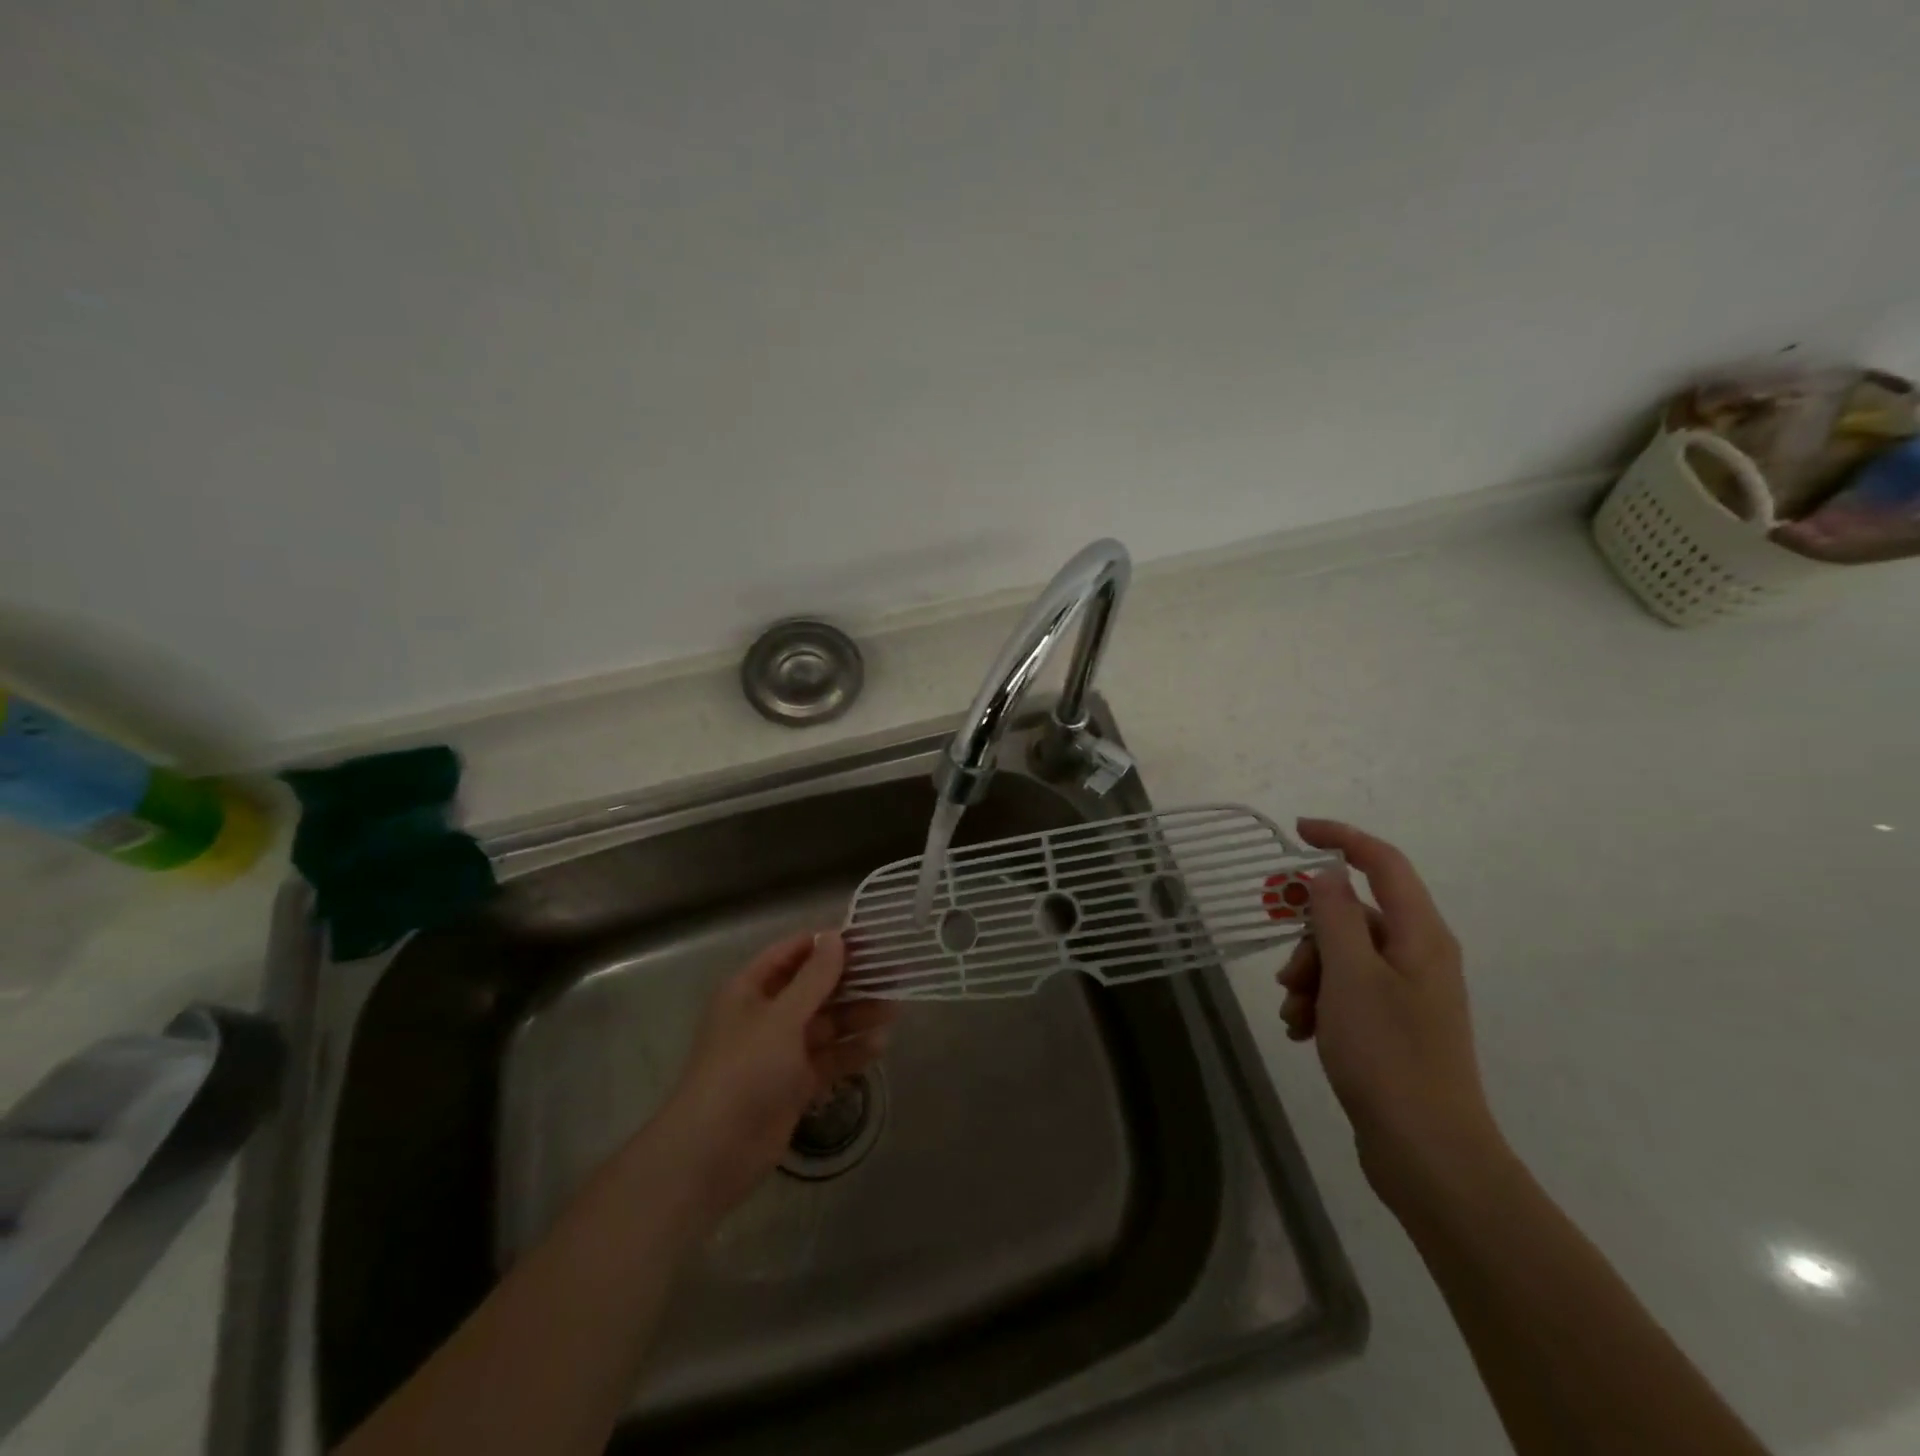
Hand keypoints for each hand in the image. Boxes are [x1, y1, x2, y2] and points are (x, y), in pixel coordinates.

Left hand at [654, 930, 895, 1222]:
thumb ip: (813, 978)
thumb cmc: (744, 1071)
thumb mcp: (781, 1018)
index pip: (791, 953)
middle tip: (892, 975)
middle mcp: (766, 1015)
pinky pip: (828, 1058)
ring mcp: (780, 1051)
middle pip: (813, 989)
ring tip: (894, 1010)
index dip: (826, 944)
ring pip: (825, 1024)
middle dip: (850, 982)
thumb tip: (834, 937)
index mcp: (750, 990)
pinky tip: (880, 1046)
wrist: (713, 1153)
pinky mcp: (794, 1084)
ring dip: (856, 1016)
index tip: (867, 939)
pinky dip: (851, 1052)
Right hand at [1277, 819, 1508, 1210]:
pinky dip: (1321, 1002)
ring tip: (1295, 1015)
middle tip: (1289, 976)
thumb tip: (1329, 874)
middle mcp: (1419, 956)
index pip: (1383, 863)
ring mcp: (1408, 992)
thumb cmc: (1388, 1055)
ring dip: (1310, 975)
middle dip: (1311, 936)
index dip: (1341, 838)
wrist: (1428, 1153)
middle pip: (1354, 916)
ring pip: (1344, 956)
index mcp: (1420, 936)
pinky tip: (1303, 1032)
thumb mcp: (1350, 976)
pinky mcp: (1395, 1024)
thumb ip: (1336, 916)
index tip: (1296, 832)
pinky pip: (1348, 991)